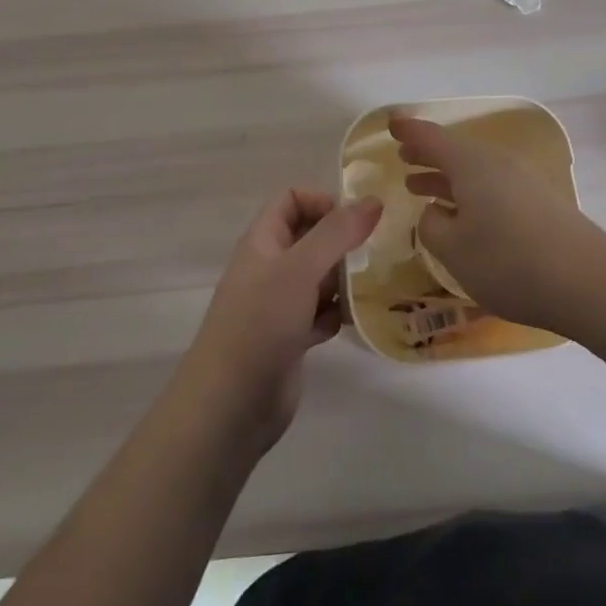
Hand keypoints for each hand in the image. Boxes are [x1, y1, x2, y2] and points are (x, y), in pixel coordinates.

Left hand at [175, 189, 381, 456]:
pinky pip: (321, 313)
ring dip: (344, 279)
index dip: (322, 202)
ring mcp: (279, 304)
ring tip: (372, 285)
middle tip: (375, 252)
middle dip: (342, 242)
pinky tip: (353, 322)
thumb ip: (337, 232)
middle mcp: (270, 267)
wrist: (230, 405)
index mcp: (263, 241)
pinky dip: (337, 314)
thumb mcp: (300, 267)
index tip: (354, 221)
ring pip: (320, 277)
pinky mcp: (290, 338)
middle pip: (311, 237)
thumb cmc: (261, 322)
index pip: (292, 200)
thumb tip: (373, 200)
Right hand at [391, 116, 605, 331]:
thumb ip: (432, 227)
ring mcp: (522, 181)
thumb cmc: (508, 261)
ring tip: (422, 187)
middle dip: (428, 154)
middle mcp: (496, 163)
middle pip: (456, 151)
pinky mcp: (539, 202)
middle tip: (404, 156)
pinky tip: (463, 216)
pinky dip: (469, 192)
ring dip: (446, 176)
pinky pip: (492, 186)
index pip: (432, 137)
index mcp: (471, 164)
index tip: (390, 125)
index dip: (409, 131)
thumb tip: (434, 211)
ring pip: (474, 170)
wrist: (587, 281)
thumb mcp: (454, 249)